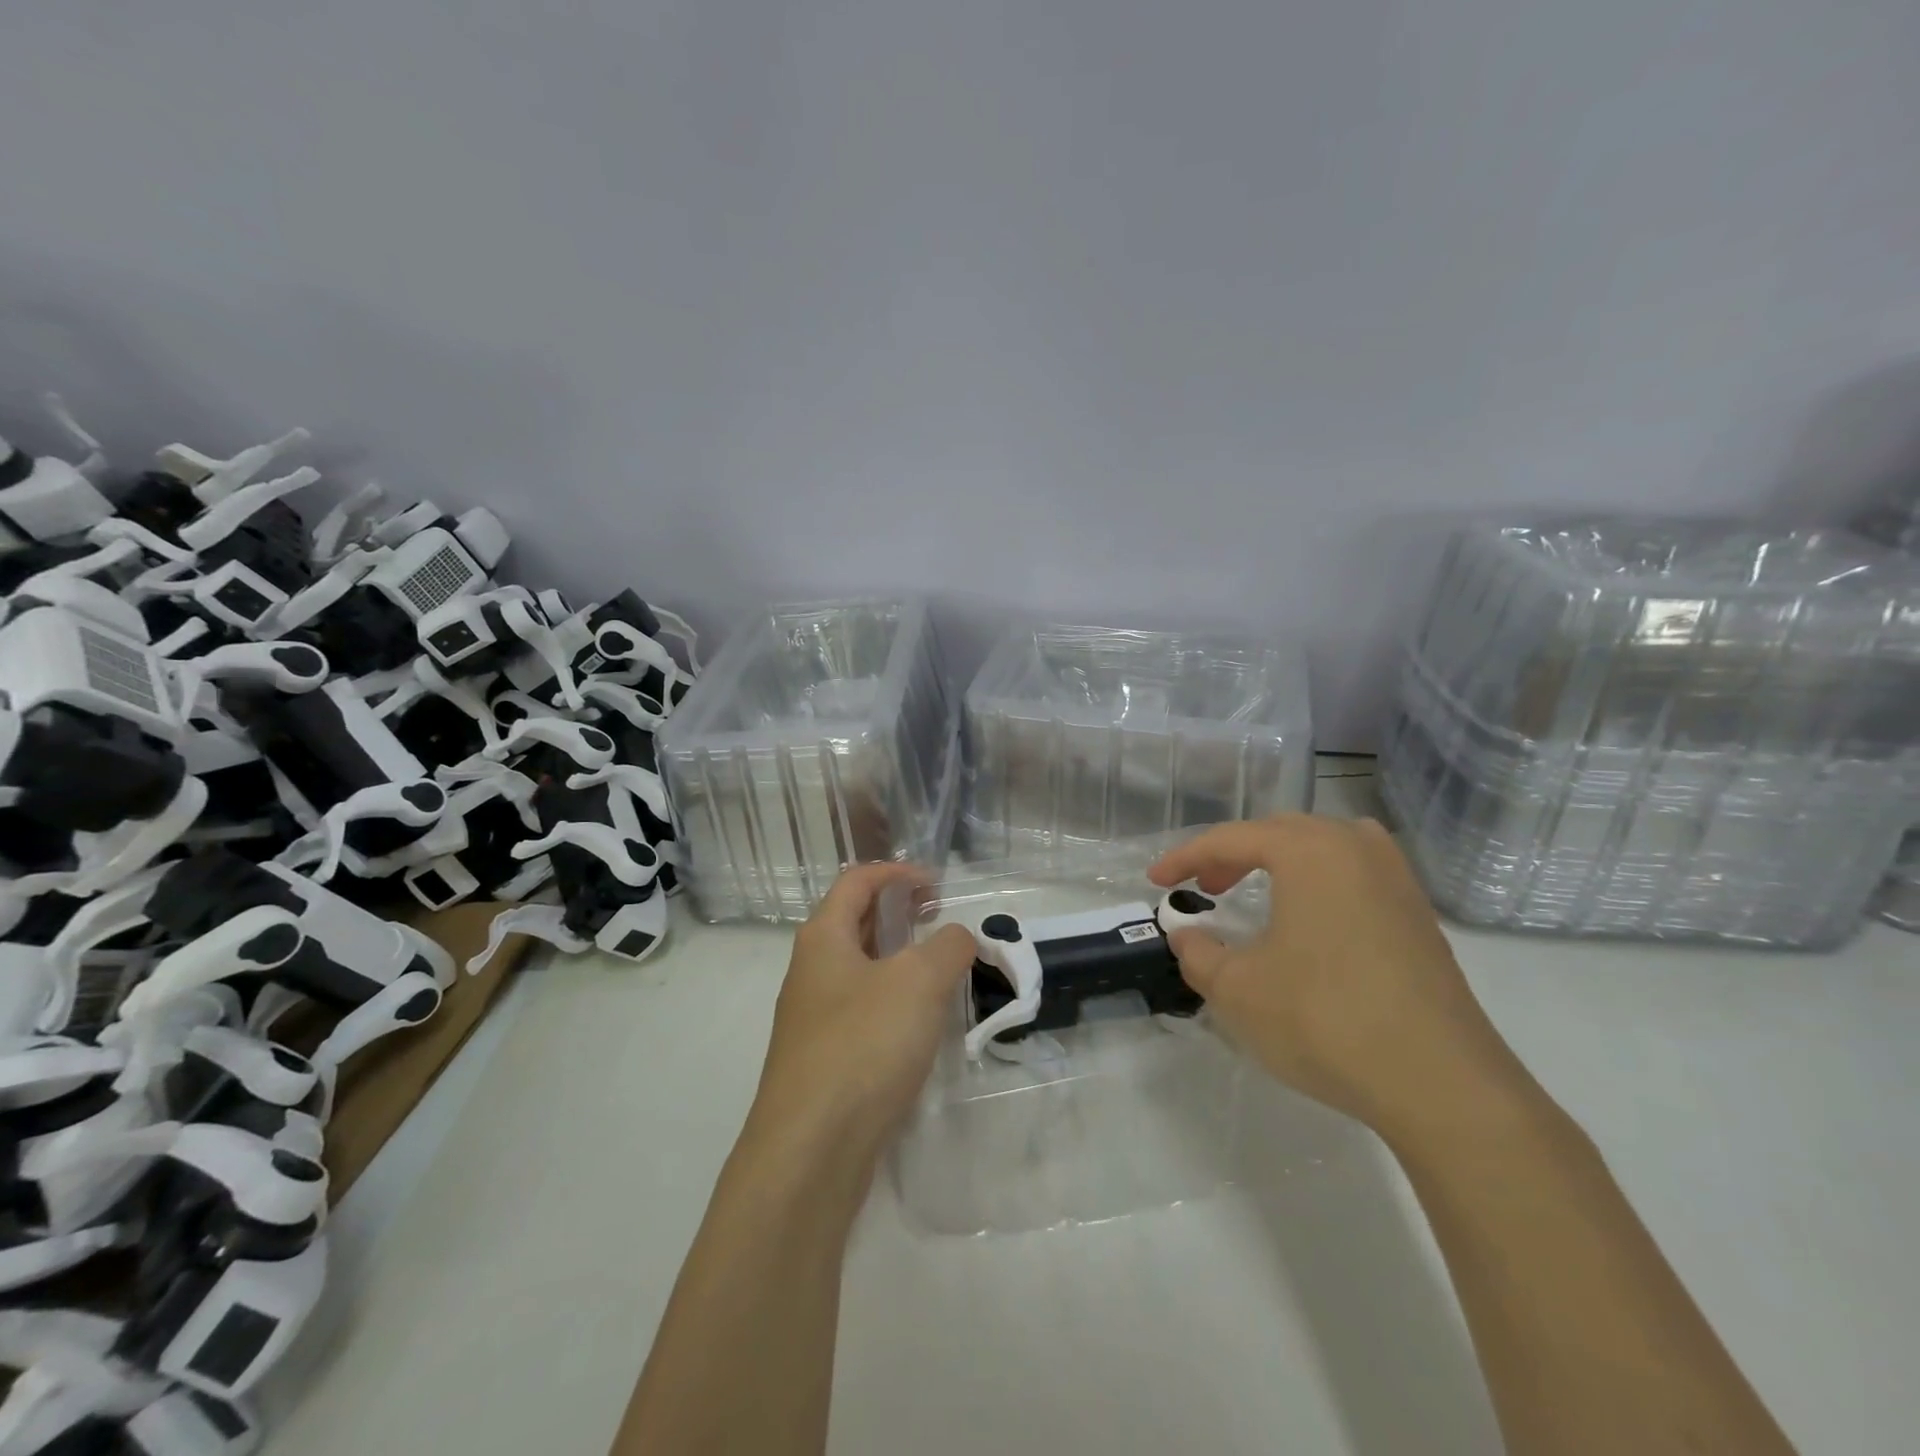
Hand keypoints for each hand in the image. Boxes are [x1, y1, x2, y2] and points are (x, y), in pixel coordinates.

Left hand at [745, 863, 976, 1176]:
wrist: (809, 1151)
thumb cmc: (863, 1046)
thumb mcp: (919, 982)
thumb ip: (948, 947)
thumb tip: (958, 937)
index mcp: (824, 938)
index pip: (857, 881)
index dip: (898, 873)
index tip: (938, 884)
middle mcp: (811, 970)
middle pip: (855, 921)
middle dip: (898, 912)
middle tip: (940, 918)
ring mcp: (812, 1018)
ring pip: (859, 968)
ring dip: (897, 957)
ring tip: (939, 968)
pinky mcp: (823, 1059)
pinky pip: (861, 1010)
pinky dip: (892, 1000)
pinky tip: (919, 1024)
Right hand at [1149, 815, 1546, 1151]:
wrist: (1442, 1085)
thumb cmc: (1326, 1021)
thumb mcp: (1238, 990)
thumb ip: (1199, 953)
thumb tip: (1186, 935)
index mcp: (1310, 851)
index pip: (1232, 839)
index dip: (1186, 857)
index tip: (1155, 880)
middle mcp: (1356, 848)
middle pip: (1280, 832)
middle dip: (1233, 854)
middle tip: (1204, 887)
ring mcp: (1397, 880)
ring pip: (1324, 846)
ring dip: (1281, 861)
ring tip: (1257, 890)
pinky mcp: (1419, 916)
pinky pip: (1356, 872)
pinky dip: (1319, 881)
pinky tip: (1312, 919)